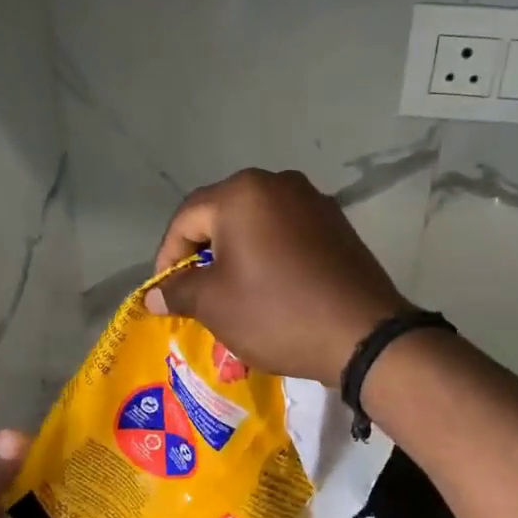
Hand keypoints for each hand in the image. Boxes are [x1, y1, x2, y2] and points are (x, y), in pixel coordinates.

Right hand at [147, 169, 409, 384]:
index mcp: (242, 193)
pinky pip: (287, 234)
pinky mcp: (337, 225)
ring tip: (232, 292)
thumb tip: (154, 294)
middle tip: (196, 293)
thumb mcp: (215, 305)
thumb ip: (179, 291)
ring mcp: (313, 201)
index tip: (166, 293)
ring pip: (256, 224)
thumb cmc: (277, 314)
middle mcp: (278, 183)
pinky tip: (271, 287)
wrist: (362, 334)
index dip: (167, 257)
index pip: (186, 218)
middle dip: (203, 254)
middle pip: (222, 215)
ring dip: (236, 254)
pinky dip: (269, 256)